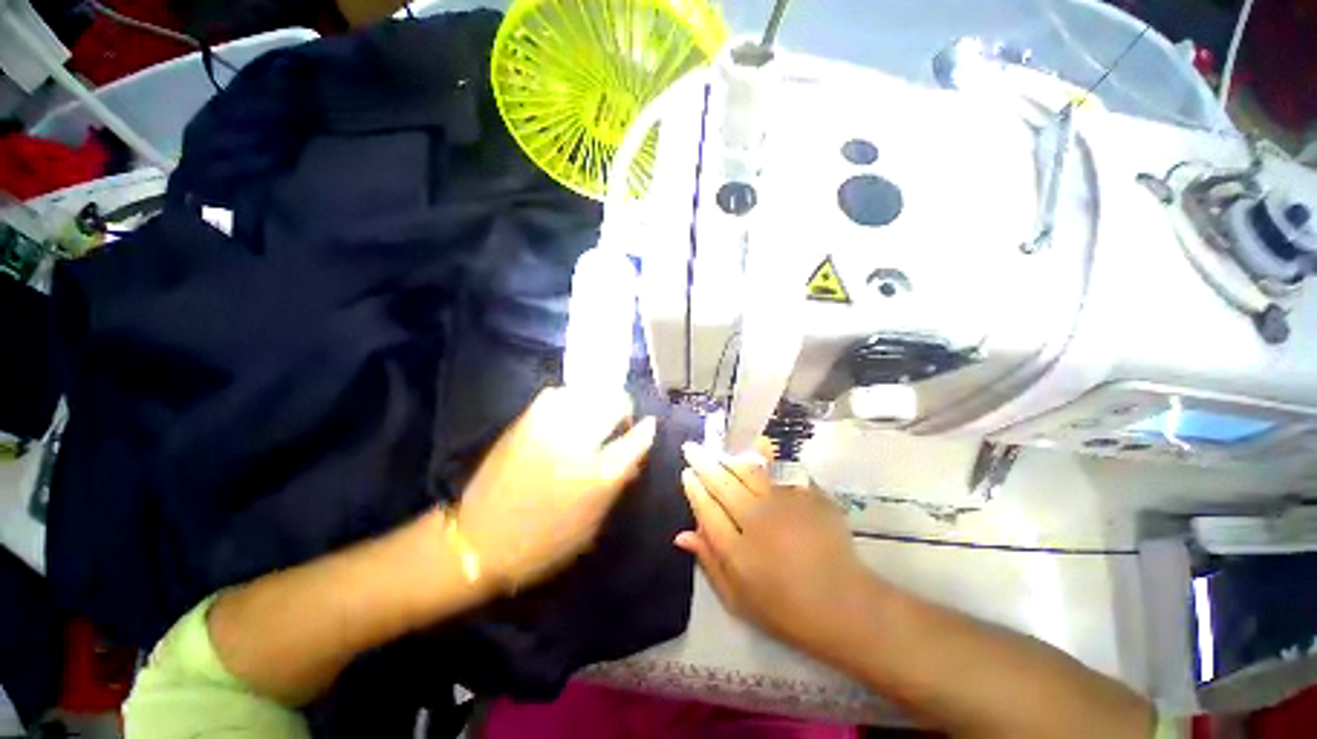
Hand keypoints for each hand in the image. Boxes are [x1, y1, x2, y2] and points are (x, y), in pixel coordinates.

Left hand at [455, 386, 656, 590]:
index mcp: (598, 476)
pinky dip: (570, 398)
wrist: (480, 541)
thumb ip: (616, 484)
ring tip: (595, 414)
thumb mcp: (592, 523)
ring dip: (598, 399)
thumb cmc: (544, 542)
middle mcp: (577, 444)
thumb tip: (632, 459)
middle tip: (620, 421)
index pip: (636, 439)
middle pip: (614, 403)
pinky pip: (556, 394)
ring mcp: (549, 428)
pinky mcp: (525, 421)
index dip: (647, 429)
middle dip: (624, 408)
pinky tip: (568, 412)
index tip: (648, 426)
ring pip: (587, 392)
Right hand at [675, 440, 871, 656]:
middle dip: (704, 463)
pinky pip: (782, 471)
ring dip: (730, 458)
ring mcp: (784, 506)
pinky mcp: (807, 498)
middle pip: (723, 484)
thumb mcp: (738, 600)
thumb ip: (710, 563)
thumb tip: (682, 535)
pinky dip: (769, 457)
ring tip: (719, 450)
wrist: (844, 607)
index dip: (694, 488)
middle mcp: (756, 520)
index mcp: (736, 549)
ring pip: (749, 472)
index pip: (706, 509)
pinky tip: (760, 444)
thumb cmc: (786, 611)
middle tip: (692, 448)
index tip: (686, 473)